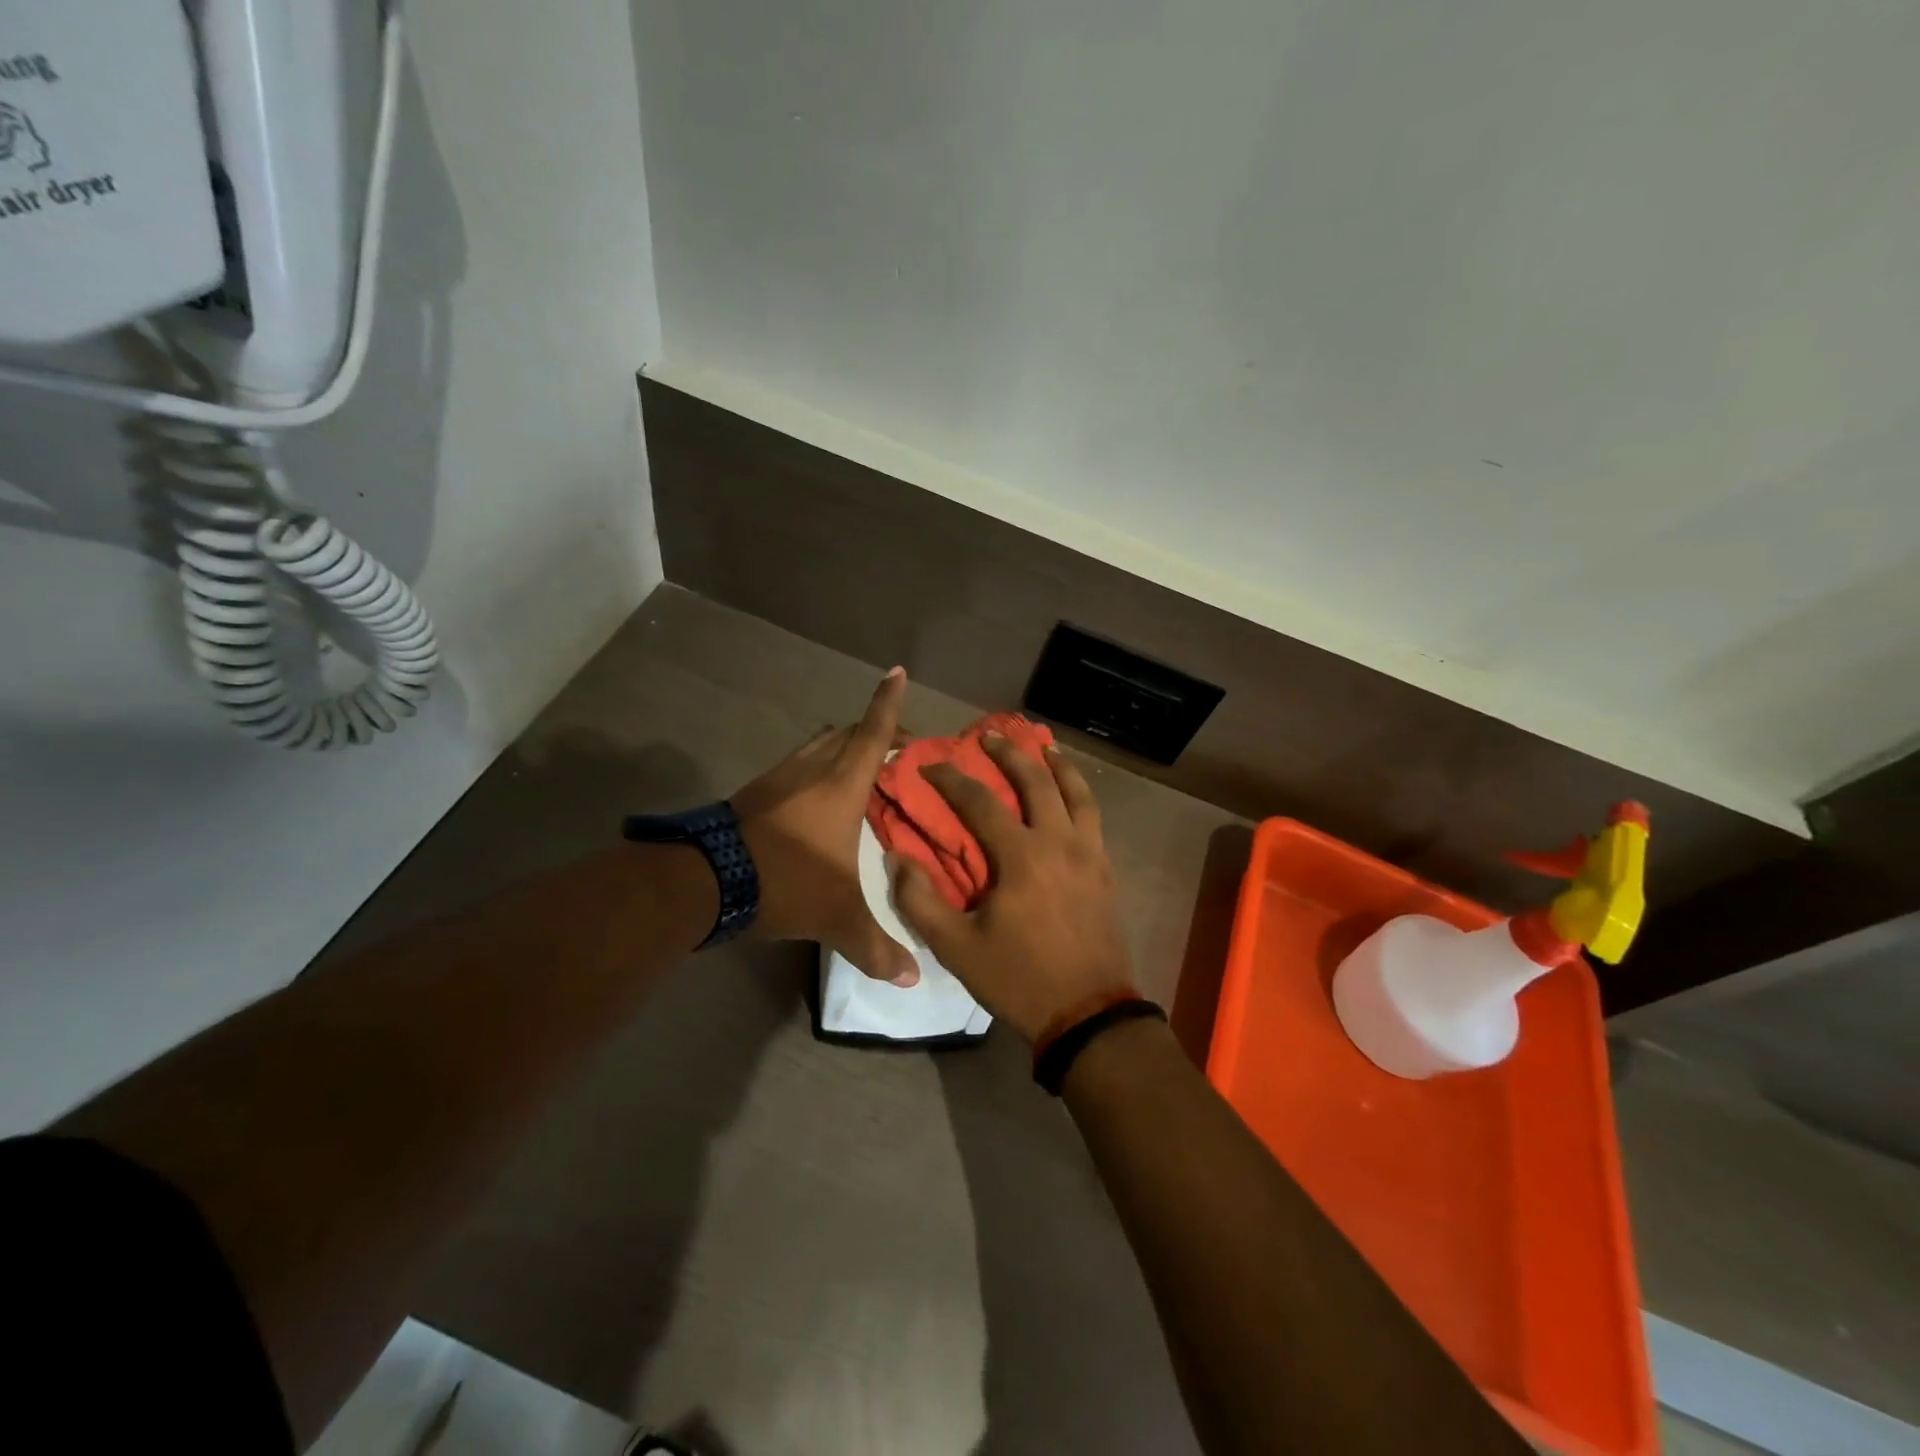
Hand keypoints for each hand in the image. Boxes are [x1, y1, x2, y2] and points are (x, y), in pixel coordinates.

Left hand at [731, 667, 919, 985]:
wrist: (706, 881)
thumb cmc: (785, 882)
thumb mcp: (837, 918)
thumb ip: (877, 947)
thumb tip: (912, 978)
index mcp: (841, 787)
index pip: (872, 735)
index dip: (887, 703)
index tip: (896, 671)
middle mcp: (811, 772)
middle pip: (845, 734)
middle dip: (871, 730)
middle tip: (894, 746)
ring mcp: (777, 779)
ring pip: (815, 746)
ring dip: (838, 747)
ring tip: (857, 769)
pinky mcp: (752, 795)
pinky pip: (793, 768)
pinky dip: (811, 770)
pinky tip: (813, 800)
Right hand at [891, 734, 1134, 1041]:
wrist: (1088, 1014)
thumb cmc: (1019, 979)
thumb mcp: (957, 948)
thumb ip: (920, 901)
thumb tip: (898, 859)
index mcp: (1022, 857)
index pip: (981, 802)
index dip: (952, 779)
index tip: (930, 766)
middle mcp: (1060, 843)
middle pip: (1038, 782)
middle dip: (1010, 754)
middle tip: (991, 736)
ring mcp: (1089, 854)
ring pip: (1078, 793)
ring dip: (1059, 765)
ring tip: (1045, 746)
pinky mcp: (1106, 871)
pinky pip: (1094, 818)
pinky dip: (1081, 794)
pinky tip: (1072, 795)